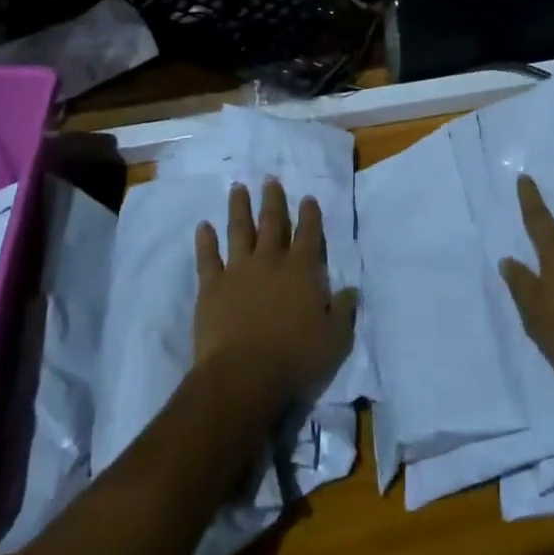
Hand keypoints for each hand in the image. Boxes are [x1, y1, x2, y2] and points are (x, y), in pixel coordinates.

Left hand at [194, 179, 357, 407]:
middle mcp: (271, 260)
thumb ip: (343, 310)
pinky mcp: (211, 286)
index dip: (310, 214)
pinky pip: (207, 257)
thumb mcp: (335, 338)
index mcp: (303, 269)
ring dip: (239, 207)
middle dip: (273, 199)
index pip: (309, 233)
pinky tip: (203, 225)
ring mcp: (238, 270)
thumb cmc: (295, 357)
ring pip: (239, 230)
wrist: (243, 375)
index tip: (308, 197)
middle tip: (270, 179)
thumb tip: (350, 289)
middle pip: (272, 222)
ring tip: (237, 188)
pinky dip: (205, 240)